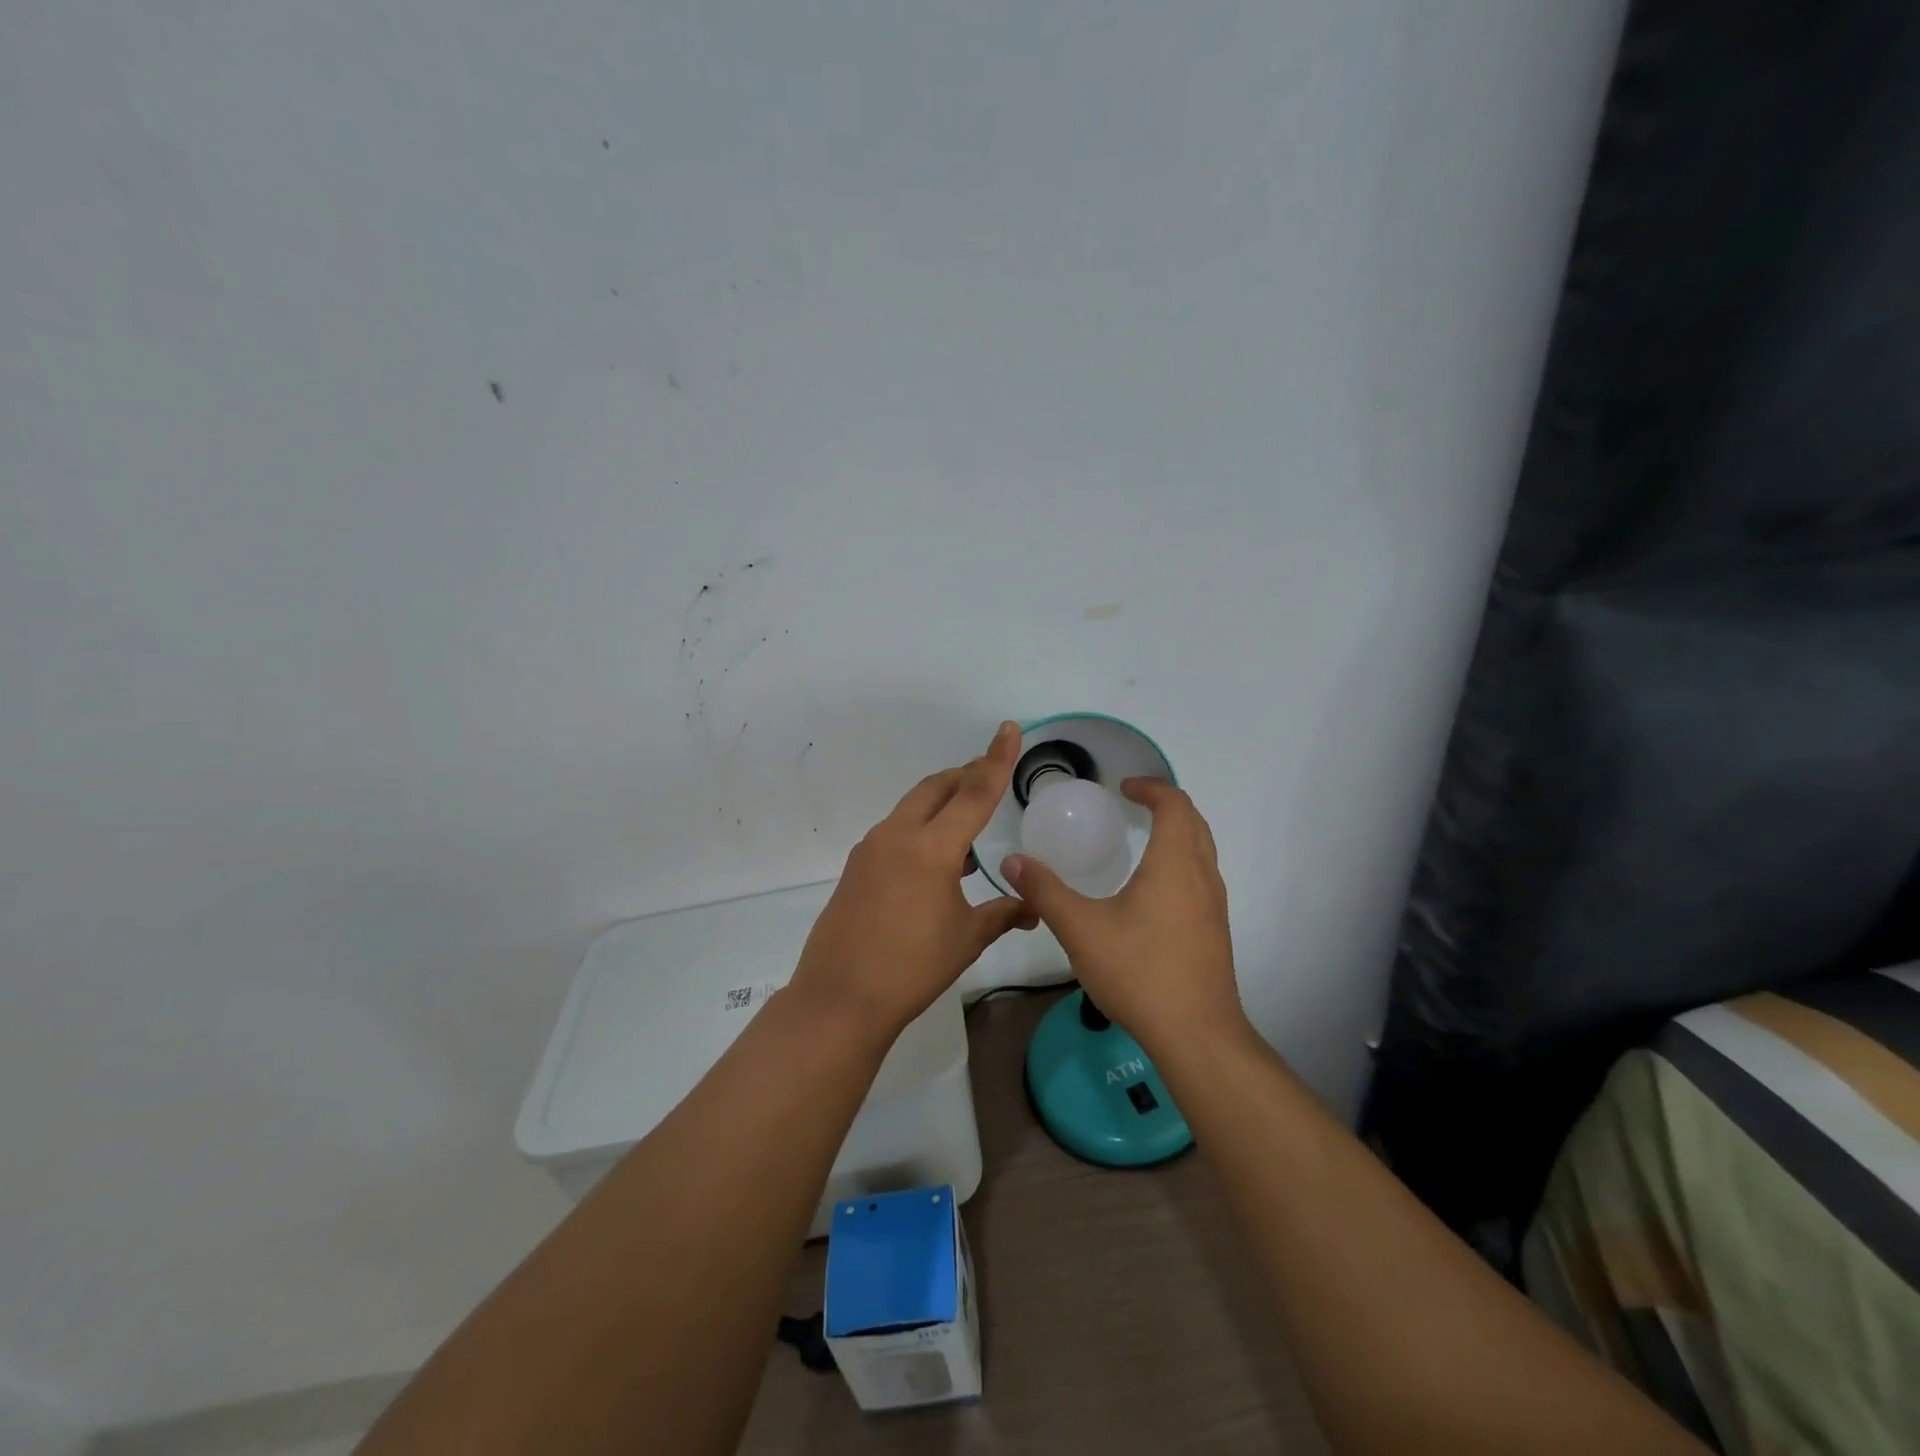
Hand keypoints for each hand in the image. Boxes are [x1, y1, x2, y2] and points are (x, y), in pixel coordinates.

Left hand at [789, 722, 1038, 1040]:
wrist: (840, 997)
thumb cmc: (912, 967)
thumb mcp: (966, 938)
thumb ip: (1003, 914)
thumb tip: (1034, 908)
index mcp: (931, 847)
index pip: (974, 793)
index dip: (996, 759)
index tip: (1009, 728)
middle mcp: (897, 835)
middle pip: (936, 788)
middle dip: (965, 775)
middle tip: (989, 775)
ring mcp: (871, 849)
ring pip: (912, 807)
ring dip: (941, 804)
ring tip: (967, 825)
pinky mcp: (856, 866)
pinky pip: (895, 831)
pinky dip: (920, 829)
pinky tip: (935, 861)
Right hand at [1001, 779, 1244, 1052]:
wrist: (1196, 1035)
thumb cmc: (1139, 972)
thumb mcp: (1080, 928)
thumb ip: (1045, 891)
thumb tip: (1012, 860)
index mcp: (1174, 863)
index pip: (1174, 804)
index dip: (1150, 787)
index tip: (1121, 787)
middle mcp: (1202, 876)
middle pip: (1195, 821)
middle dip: (1165, 804)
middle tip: (1131, 804)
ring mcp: (1214, 905)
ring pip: (1202, 850)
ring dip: (1177, 832)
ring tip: (1141, 839)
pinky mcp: (1215, 930)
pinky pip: (1201, 876)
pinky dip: (1181, 861)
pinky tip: (1151, 890)